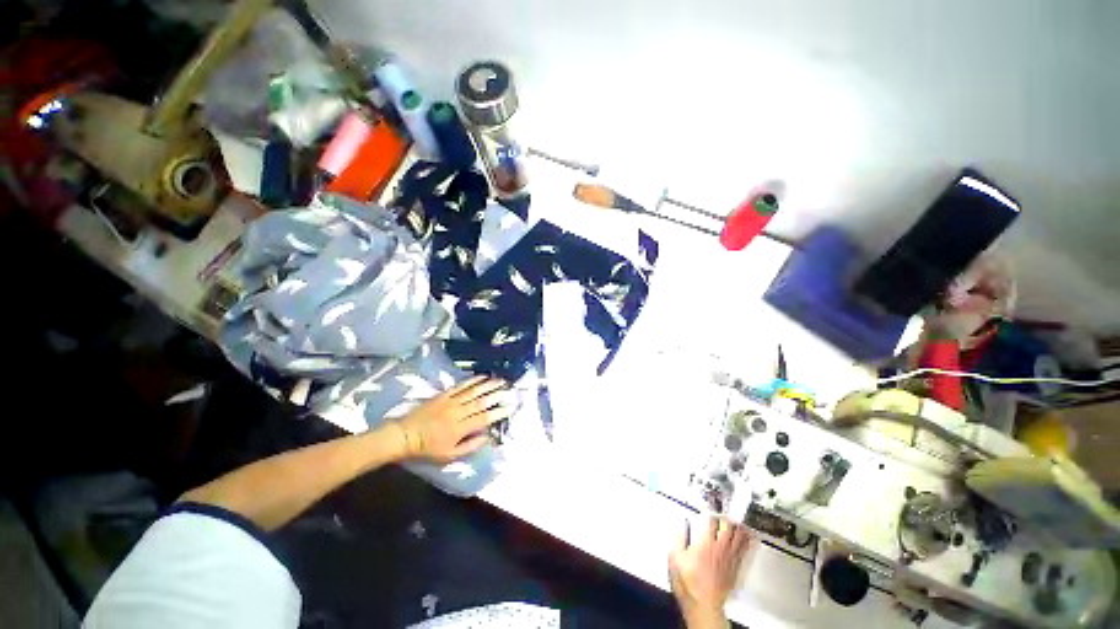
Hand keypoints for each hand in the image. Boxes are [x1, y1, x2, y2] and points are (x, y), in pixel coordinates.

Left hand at [393, 376, 511, 461]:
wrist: (405, 435)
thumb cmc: (428, 448)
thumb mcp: (449, 455)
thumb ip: (470, 446)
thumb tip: (486, 437)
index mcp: (460, 428)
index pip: (484, 418)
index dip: (499, 412)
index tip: (510, 407)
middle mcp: (458, 412)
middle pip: (481, 401)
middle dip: (497, 394)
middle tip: (509, 389)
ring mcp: (451, 401)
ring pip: (473, 391)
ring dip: (488, 385)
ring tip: (500, 380)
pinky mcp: (444, 395)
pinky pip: (461, 386)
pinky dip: (472, 380)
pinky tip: (482, 376)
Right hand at [669, 516, 750, 628]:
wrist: (703, 606)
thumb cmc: (687, 583)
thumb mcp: (675, 558)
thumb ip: (678, 538)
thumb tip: (682, 523)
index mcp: (704, 543)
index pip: (711, 520)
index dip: (709, 511)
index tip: (707, 507)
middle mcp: (719, 548)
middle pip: (728, 526)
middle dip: (725, 516)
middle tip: (723, 511)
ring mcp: (729, 558)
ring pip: (738, 536)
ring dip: (738, 526)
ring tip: (737, 518)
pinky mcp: (735, 568)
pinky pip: (744, 550)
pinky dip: (747, 540)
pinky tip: (749, 535)